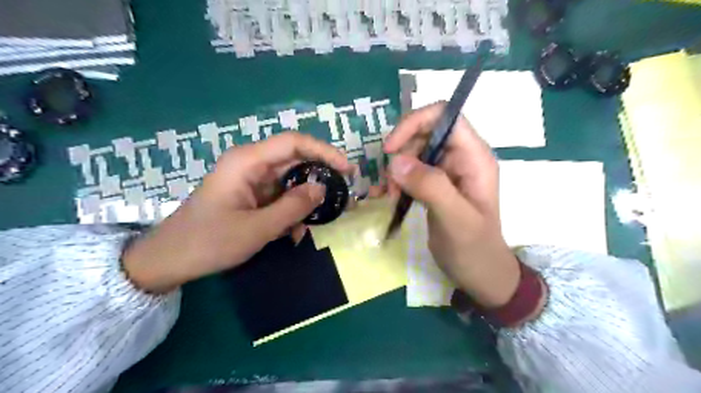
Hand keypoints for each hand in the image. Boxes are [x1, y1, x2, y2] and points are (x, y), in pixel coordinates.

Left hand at [121, 131, 353, 291]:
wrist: (171, 260)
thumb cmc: (209, 242)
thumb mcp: (257, 228)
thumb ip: (293, 207)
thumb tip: (322, 188)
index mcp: (247, 162)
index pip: (294, 143)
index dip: (324, 151)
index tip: (347, 169)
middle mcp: (251, 164)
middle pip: (295, 160)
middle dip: (320, 176)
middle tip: (342, 194)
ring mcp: (251, 180)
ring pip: (290, 180)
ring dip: (305, 199)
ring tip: (319, 220)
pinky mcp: (251, 195)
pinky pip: (280, 196)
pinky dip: (291, 211)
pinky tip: (293, 232)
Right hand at [386, 102, 522, 309]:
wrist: (480, 274)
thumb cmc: (474, 249)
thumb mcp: (455, 219)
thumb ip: (431, 187)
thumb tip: (395, 160)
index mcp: (474, 157)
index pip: (445, 115)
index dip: (415, 123)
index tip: (390, 149)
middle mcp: (461, 157)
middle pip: (424, 132)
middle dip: (402, 152)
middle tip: (390, 184)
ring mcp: (447, 171)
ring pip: (414, 151)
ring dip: (396, 169)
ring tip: (390, 195)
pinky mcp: (435, 185)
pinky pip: (411, 170)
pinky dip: (396, 180)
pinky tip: (389, 197)